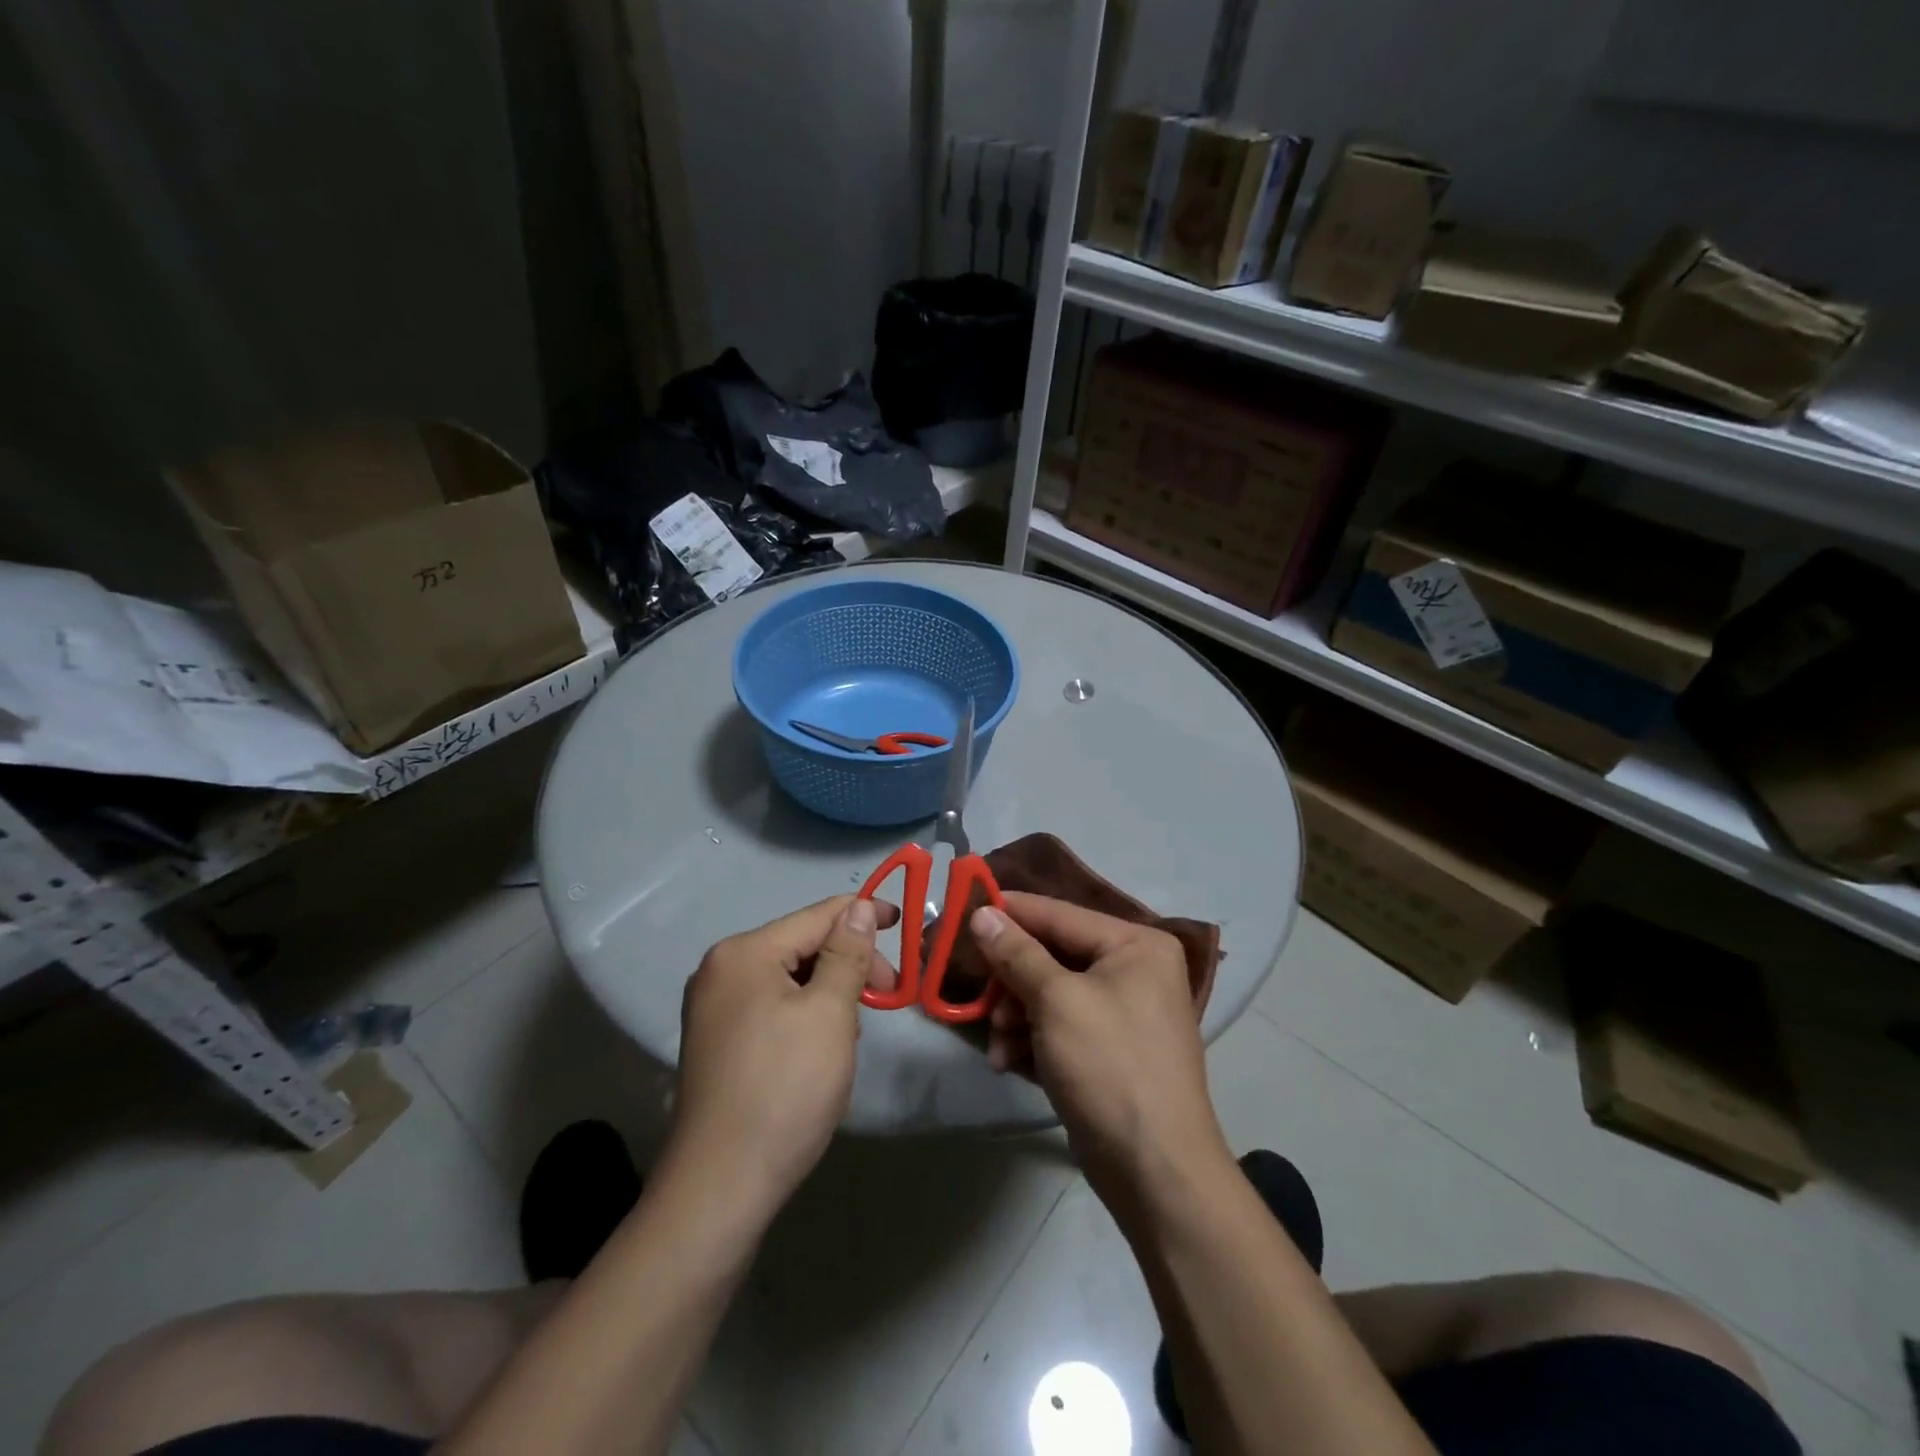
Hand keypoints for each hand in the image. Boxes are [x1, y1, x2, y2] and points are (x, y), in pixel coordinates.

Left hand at [668, 896, 898, 1212]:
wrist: (722, 1185)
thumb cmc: (785, 1088)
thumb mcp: (830, 1012)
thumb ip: (847, 953)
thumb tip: (859, 906)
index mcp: (744, 953)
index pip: (816, 916)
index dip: (863, 914)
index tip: (903, 923)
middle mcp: (720, 969)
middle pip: (801, 945)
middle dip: (848, 963)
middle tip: (887, 994)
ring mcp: (713, 1007)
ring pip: (789, 978)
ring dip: (829, 991)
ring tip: (852, 1032)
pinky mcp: (716, 1040)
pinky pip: (771, 1005)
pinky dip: (804, 1014)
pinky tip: (821, 1047)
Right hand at [970, 893, 1229, 1215]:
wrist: (1156, 1173)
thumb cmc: (1109, 1067)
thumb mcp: (1057, 1001)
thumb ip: (1017, 953)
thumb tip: (982, 914)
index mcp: (1136, 945)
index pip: (1060, 914)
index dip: (1011, 911)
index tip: (964, 907)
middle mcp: (1134, 970)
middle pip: (1053, 955)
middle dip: (1012, 980)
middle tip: (980, 996)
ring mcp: (1123, 1013)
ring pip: (1051, 994)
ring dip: (1016, 1015)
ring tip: (998, 1044)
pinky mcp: (1109, 1051)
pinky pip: (1060, 1027)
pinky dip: (1032, 1039)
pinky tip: (1008, 1062)